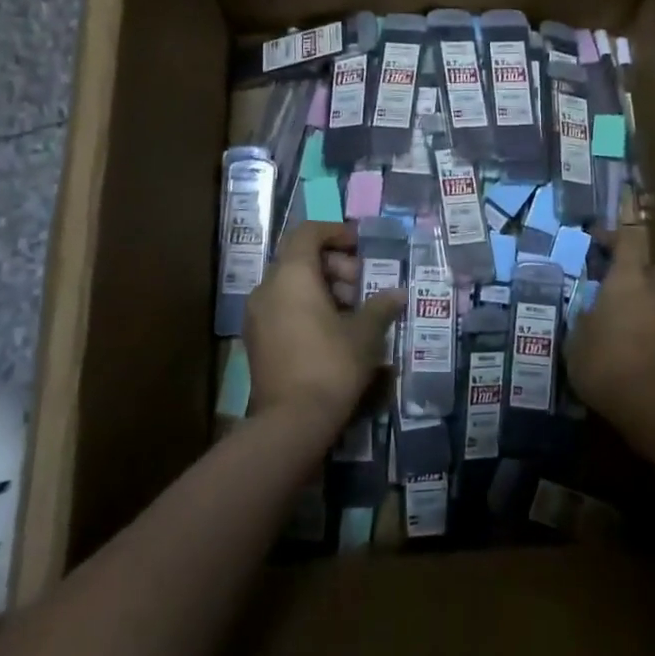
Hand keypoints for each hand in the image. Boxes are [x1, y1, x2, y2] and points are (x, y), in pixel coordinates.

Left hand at [244, 221, 402, 431]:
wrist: (291, 423)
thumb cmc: (331, 365)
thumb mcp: (365, 333)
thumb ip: (380, 306)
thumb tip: (398, 293)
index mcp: (291, 275)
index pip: (308, 233)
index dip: (335, 232)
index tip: (360, 246)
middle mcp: (267, 288)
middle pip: (300, 258)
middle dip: (334, 265)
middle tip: (362, 286)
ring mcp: (257, 315)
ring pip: (291, 284)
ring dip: (322, 288)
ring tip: (352, 311)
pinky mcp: (256, 340)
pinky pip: (283, 307)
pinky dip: (307, 307)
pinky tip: (333, 331)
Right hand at [566, 222, 654, 436]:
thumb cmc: (607, 365)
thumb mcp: (576, 342)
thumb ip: (583, 320)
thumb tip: (588, 314)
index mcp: (628, 280)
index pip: (629, 239)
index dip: (613, 235)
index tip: (597, 240)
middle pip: (649, 267)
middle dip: (632, 273)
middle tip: (610, 290)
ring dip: (644, 304)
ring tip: (620, 326)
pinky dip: (653, 330)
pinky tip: (635, 351)